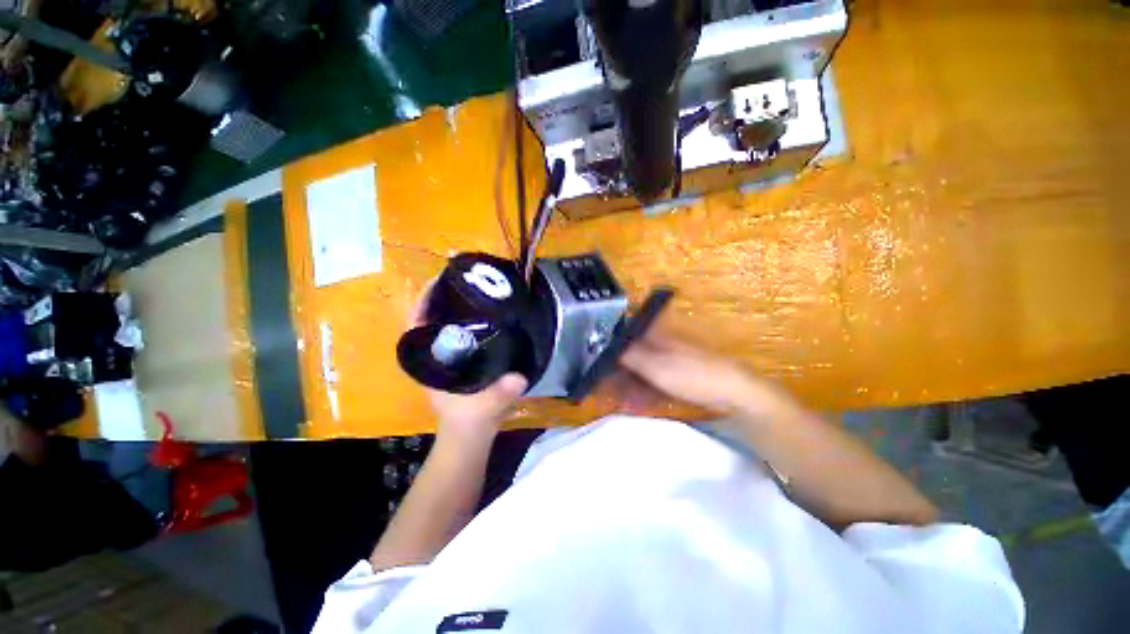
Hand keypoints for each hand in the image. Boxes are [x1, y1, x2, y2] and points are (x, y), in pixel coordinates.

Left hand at [407, 281, 526, 444]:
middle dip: (444, 299)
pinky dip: (470, 321)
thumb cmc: (469, 421)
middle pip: (432, 319)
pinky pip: (461, 333)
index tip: (439, 282)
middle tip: (465, 281)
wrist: (470, 435)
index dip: (424, 302)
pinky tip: (487, 314)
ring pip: (446, 325)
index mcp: (430, 362)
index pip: (416, 326)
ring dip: (457, 308)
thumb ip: (500, 394)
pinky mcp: (461, 359)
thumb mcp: (485, 407)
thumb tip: (518, 376)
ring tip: (477, 291)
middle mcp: (435, 355)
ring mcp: (447, 356)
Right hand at [620, 334, 794, 417]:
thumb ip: (630, 356)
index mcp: (654, 336)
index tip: (598, 370)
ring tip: (620, 404)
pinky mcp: (675, 378)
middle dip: (617, 377)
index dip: (608, 353)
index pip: (623, 340)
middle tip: (605, 394)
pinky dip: (642, 394)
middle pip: (629, 359)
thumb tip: (608, 348)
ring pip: (639, 374)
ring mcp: (667, 363)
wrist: (733, 393)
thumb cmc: (692, 374)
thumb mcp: (657, 366)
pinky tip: (635, 407)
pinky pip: (652, 384)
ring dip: (628, 389)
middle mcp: (657, 346)